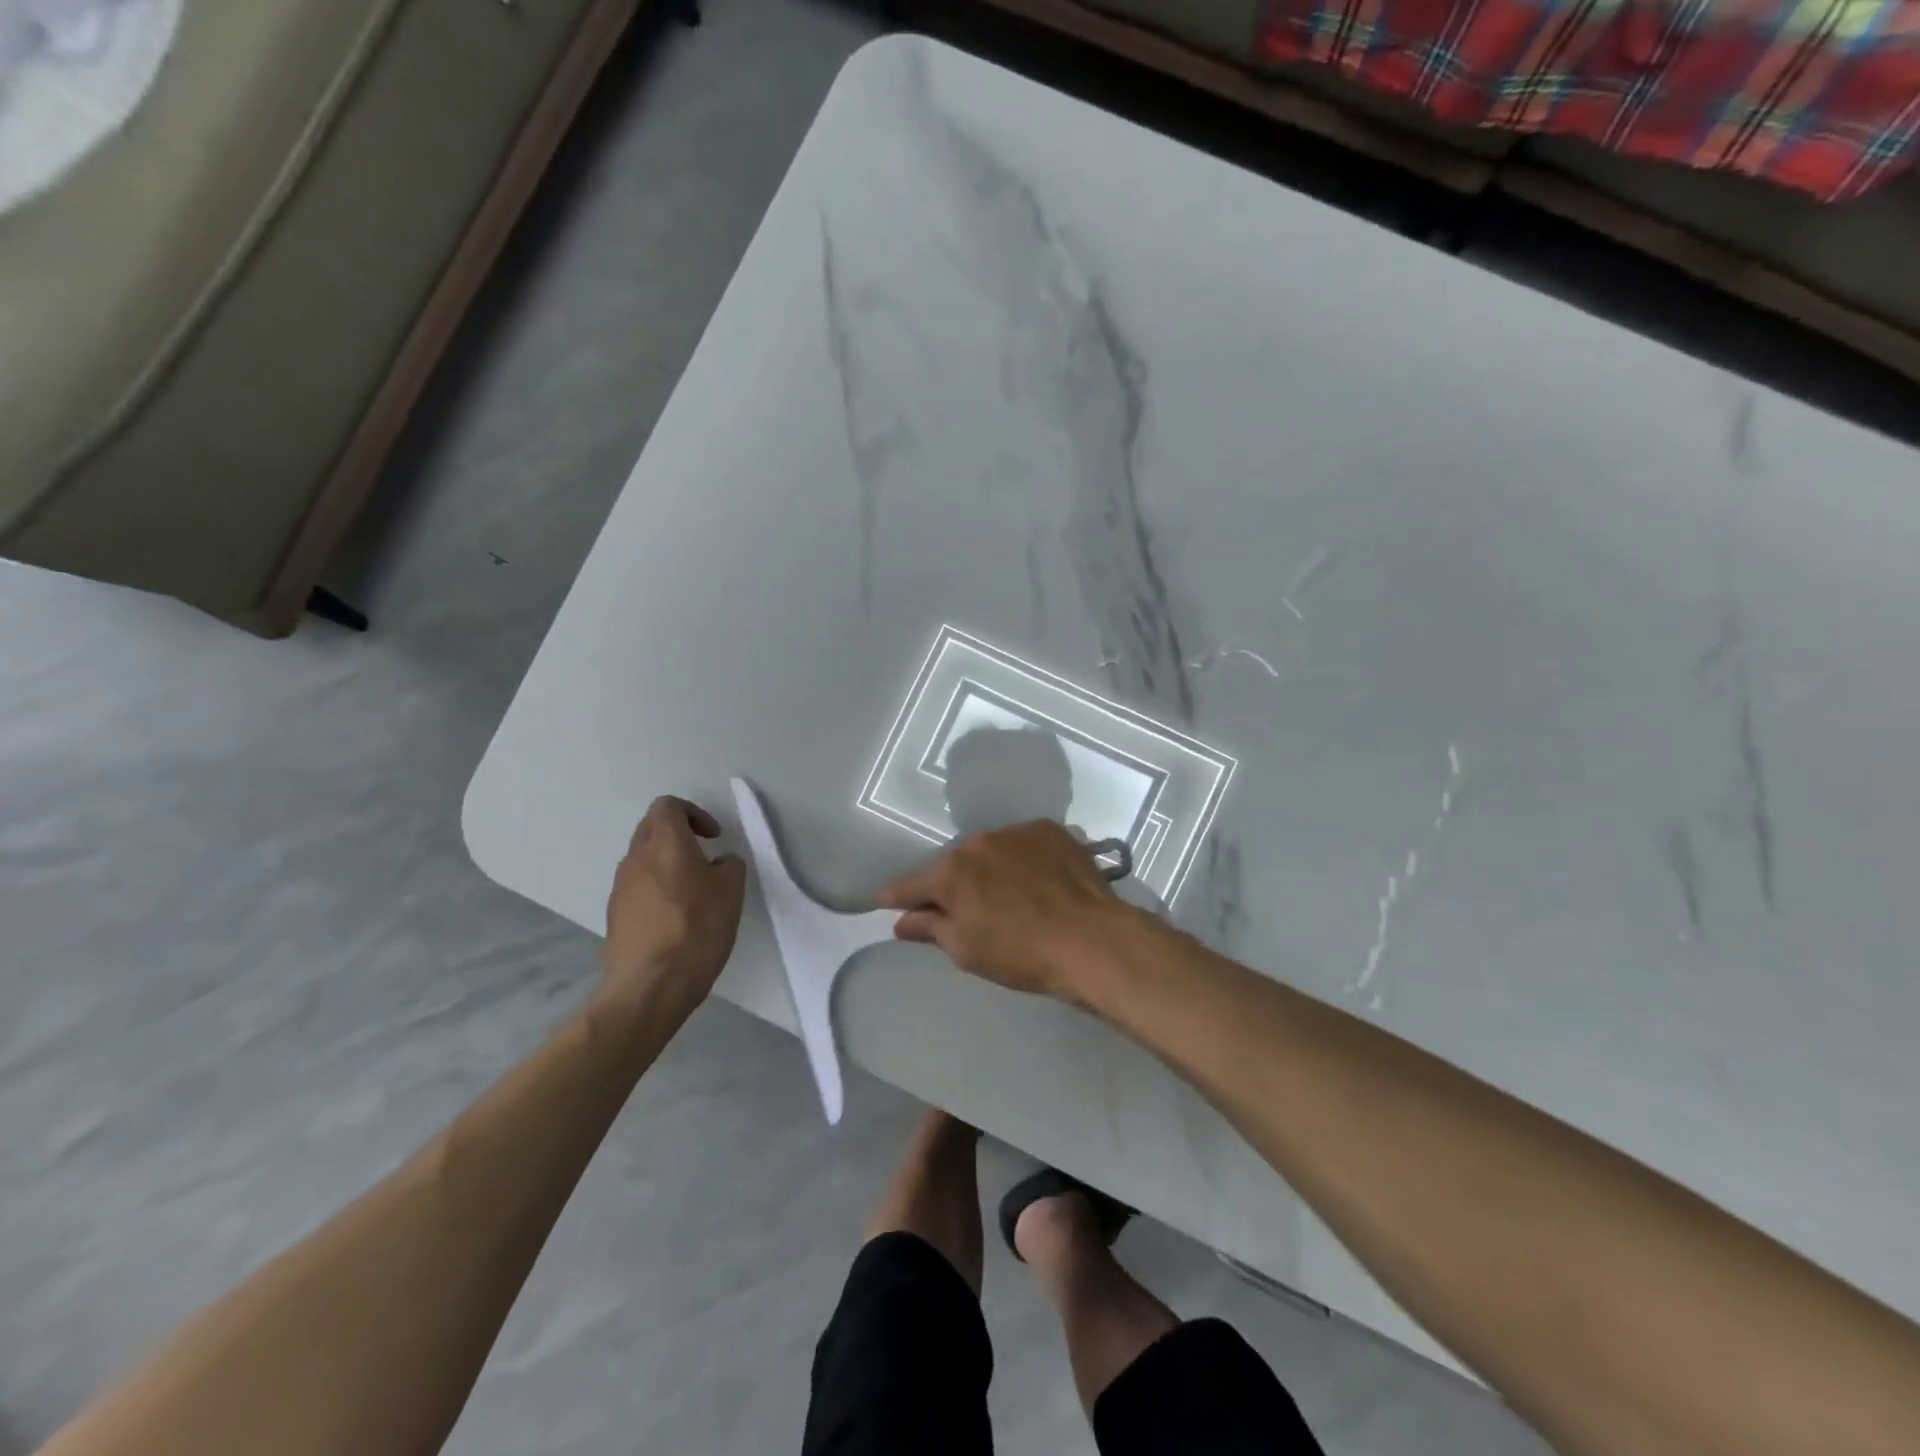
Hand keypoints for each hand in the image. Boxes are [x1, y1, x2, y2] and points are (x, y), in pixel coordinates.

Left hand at [602, 796, 746, 1015]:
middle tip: (705, 858)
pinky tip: (677, 919)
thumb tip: (718, 864)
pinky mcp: (615, 916)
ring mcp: (620, 888)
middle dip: (679, 836)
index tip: (714, 837)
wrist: (649, 986)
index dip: (694, 813)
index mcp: (665, 843)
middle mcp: (636, 858)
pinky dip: (657, 891)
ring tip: (694, 893)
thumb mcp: (731, 891)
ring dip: (667, 865)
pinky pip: (638, 889)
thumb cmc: (696, 929)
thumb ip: (728, 866)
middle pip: (652, 829)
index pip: (668, 806)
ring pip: (644, 860)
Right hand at [876, 820, 1140, 1002]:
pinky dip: (1023, 860)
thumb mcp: (966, 950)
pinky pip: (1024, 845)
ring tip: (1009, 895)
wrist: (1092, 940)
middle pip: (954, 865)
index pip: (911, 884)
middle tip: (962, 909)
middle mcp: (979, 842)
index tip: (884, 902)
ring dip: (990, 870)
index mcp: (952, 873)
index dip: (896, 896)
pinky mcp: (1051, 831)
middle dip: (952, 885)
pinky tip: (1038, 882)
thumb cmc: (1021, 953)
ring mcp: (1017, 832)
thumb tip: (902, 920)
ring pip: (990, 852)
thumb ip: (930, 928)